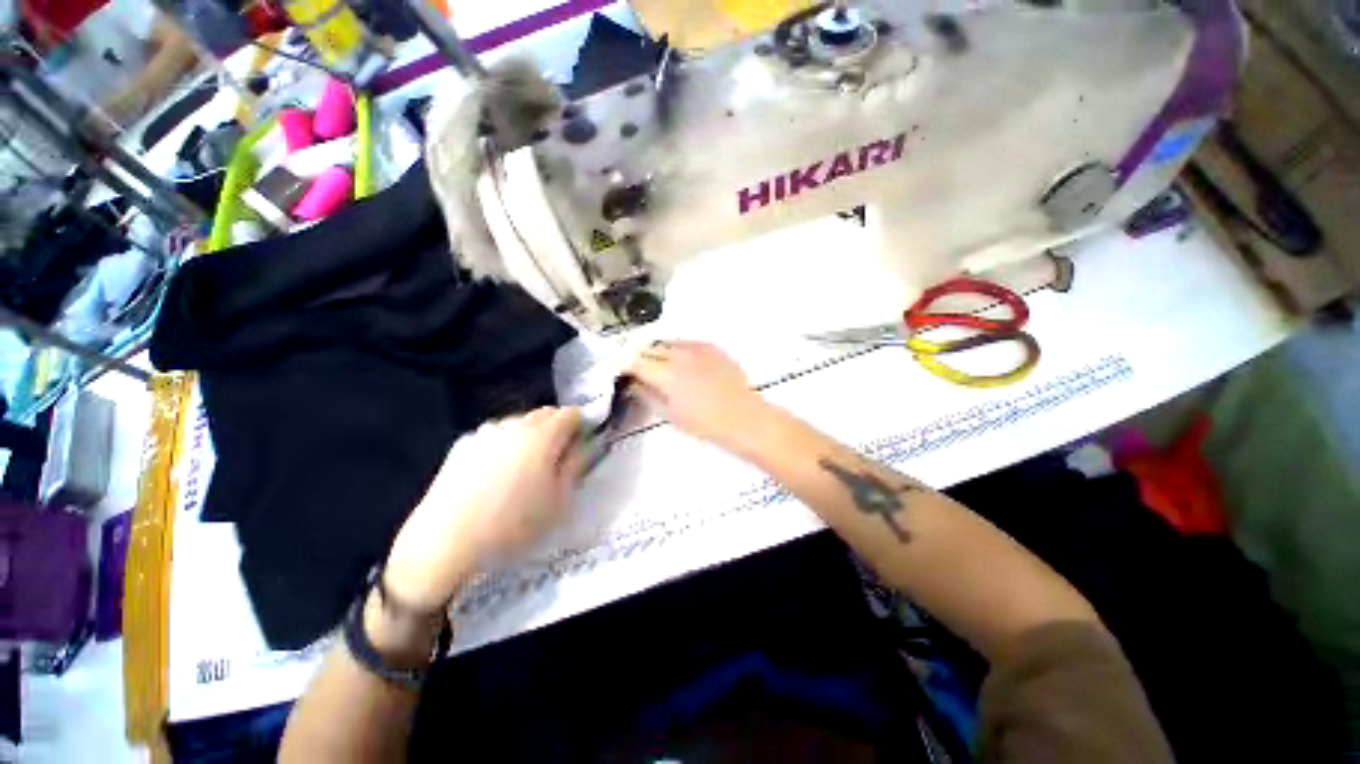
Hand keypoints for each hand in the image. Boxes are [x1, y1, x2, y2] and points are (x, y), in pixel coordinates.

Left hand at [383, 407, 587, 610]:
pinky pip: (495, 435)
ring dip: (531, 434)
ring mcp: (485, 432)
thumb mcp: (559, 500)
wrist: (445, 542)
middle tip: (558, 457)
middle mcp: (514, 425)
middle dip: (557, 428)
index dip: (581, 424)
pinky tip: (497, 472)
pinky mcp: (462, 444)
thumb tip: (585, 444)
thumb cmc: (513, 524)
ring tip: (526, 466)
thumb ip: (576, 465)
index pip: (571, 413)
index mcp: (542, 435)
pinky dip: (505, 443)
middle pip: (544, 413)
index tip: (583, 442)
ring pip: (519, 422)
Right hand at [628, 341, 768, 448]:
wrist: (743, 417)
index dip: (624, 365)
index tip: (621, 371)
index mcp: (666, 374)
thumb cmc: (704, 423)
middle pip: (649, 348)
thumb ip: (646, 394)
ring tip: (661, 367)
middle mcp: (679, 355)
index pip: (635, 361)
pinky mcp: (711, 346)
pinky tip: (683, 364)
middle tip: (638, 370)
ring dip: (658, 352)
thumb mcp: (669, 414)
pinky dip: (678, 350)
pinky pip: (686, 342)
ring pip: (667, 342)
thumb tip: (633, 383)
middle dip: (640, 357)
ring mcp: (697, 347)